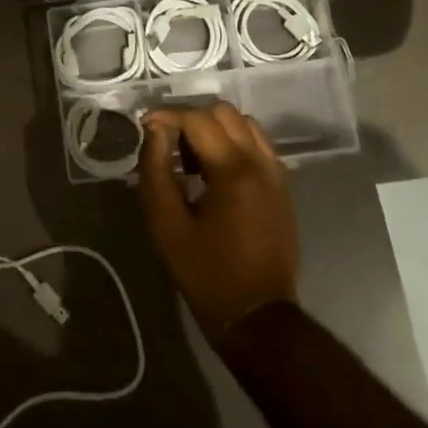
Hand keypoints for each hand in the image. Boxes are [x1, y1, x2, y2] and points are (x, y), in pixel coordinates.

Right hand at [137, 103, 299, 343]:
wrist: (257, 314)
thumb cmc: (205, 271)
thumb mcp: (166, 223)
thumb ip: (156, 170)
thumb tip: (153, 129)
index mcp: (233, 171)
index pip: (197, 119)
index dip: (167, 116)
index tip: (145, 126)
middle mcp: (260, 163)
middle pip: (224, 113)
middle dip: (191, 118)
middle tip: (169, 144)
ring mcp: (276, 173)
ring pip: (245, 124)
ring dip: (215, 128)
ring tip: (192, 158)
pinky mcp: (282, 186)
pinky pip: (258, 145)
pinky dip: (235, 143)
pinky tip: (215, 171)